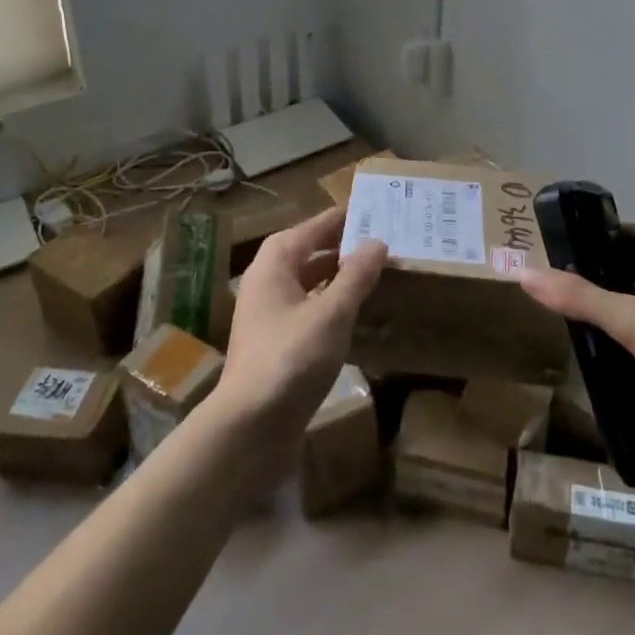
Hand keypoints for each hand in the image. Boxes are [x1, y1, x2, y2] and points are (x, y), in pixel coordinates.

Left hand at [210, 207, 386, 473]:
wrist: (249, 428)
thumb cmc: (290, 358)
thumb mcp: (332, 313)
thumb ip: (356, 276)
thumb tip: (377, 241)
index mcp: (275, 263)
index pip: (314, 227)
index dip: (343, 218)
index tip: (375, 207)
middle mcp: (268, 282)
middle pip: (311, 253)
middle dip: (345, 247)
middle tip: (385, 239)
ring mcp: (270, 315)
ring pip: (311, 284)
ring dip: (340, 277)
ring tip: (379, 272)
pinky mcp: (278, 345)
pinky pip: (311, 311)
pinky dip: (333, 305)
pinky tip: (360, 314)